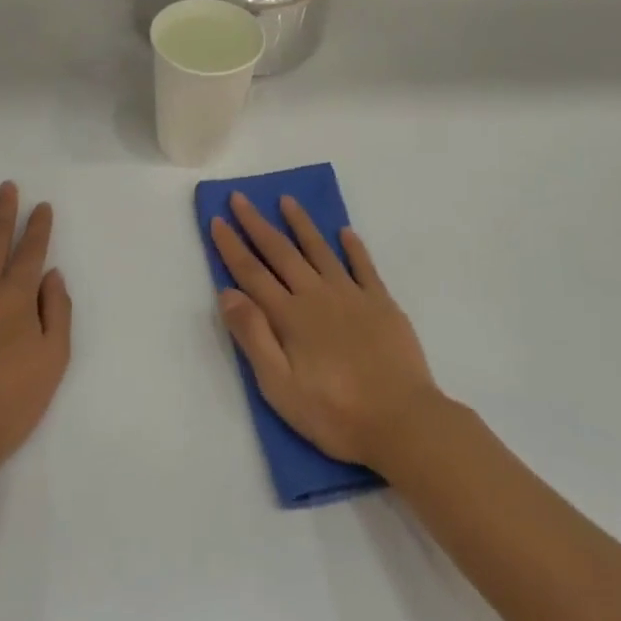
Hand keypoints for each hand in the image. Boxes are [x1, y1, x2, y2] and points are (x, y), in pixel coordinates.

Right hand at [209, 193, 441, 470]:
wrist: (403, 422)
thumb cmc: (335, 413)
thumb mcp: (280, 388)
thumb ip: (253, 337)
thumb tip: (227, 293)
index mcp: (289, 316)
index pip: (252, 273)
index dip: (232, 246)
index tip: (217, 219)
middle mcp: (317, 295)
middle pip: (281, 252)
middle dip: (257, 224)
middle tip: (241, 198)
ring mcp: (352, 295)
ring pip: (320, 249)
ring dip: (301, 223)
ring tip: (287, 200)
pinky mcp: (381, 303)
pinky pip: (363, 265)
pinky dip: (353, 247)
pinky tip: (345, 232)